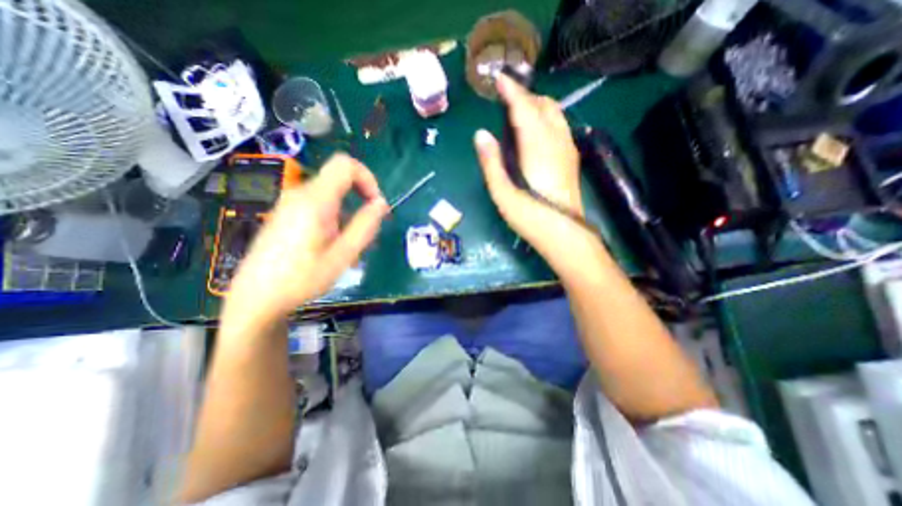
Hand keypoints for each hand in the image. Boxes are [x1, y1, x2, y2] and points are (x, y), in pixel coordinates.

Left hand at [224, 154, 386, 325]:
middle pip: (340, 181)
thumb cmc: (302, 278)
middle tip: (365, 232)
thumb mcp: (342, 255)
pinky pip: (318, 206)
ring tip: (349, 247)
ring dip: (348, 215)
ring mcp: (290, 204)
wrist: (255, 298)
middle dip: (359, 201)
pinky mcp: (286, 214)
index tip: (375, 204)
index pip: (345, 165)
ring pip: (331, 196)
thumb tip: (381, 203)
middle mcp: (300, 194)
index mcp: (315, 200)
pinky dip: (334, 219)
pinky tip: (332, 246)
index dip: (367, 178)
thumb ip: (365, 226)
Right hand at [475, 74, 600, 270]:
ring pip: (555, 114)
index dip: (511, 91)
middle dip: (524, 96)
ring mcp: (567, 149)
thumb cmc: (530, 217)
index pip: (525, 108)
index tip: (498, 79)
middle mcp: (556, 141)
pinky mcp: (571, 159)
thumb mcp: (502, 193)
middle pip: (543, 105)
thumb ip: (491, 162)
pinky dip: (546, 118)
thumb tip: (481, 134)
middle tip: (505, 99)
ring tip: (518, 111)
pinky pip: (560, 126)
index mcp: (537, 147)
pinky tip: (536, 130)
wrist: (564, 234)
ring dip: (537, 105)